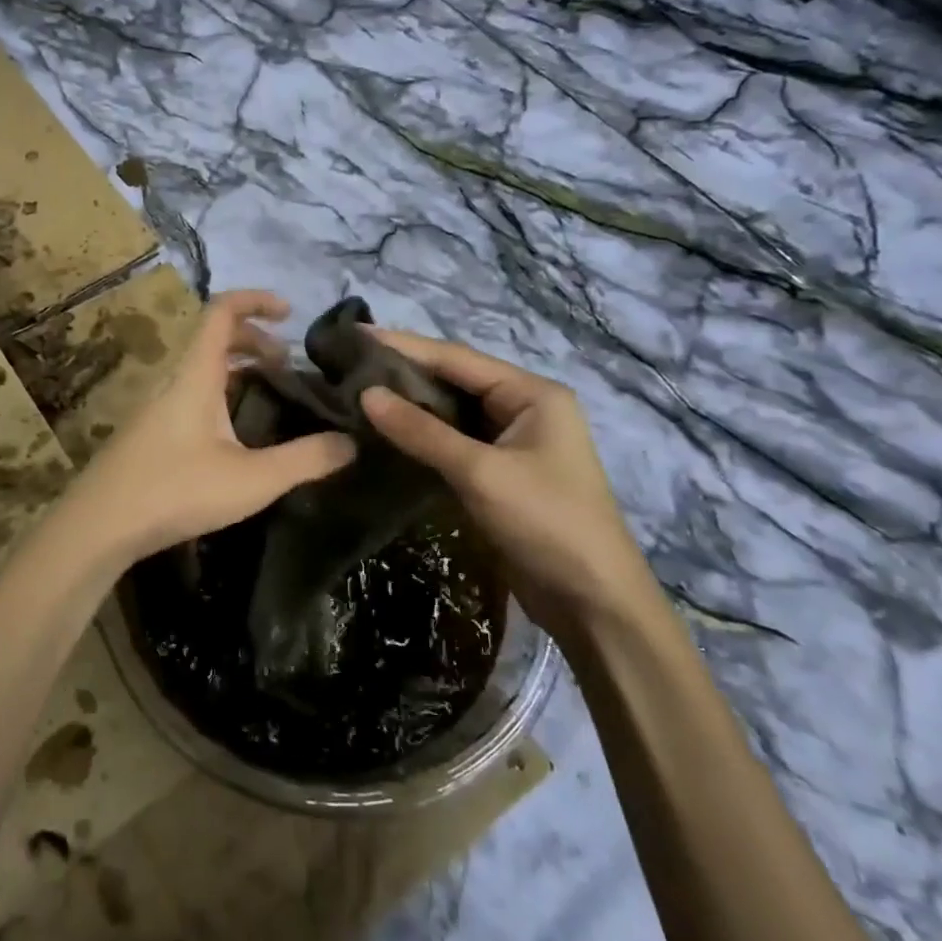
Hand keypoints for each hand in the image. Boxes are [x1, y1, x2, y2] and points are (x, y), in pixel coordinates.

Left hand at [48, 290, 355, 573]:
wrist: (99, 526)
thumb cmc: (176, 491)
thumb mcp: (252, 479)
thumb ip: (306, 460)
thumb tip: (351, 442)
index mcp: (196, 375)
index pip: (222, 311)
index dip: (257, 300)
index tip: (290, 313)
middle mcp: (175, 381)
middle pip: (214, 338)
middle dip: (256, 341)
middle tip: (289, 367)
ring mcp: (158, 407)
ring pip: (203, 370)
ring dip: (239, 370)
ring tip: (272, 397)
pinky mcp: (151, 433)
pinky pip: (192, 394)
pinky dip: (222, 394)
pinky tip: (238, 435)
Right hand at [357, 329, 657, 631]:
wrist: (593, 604)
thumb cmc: (546, 523)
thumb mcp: (481, 473)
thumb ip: (422, 431)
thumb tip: (366, 394)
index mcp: (531, 394)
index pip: (456, 358)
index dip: (404, 346)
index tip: (356, 336)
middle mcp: (522, 408)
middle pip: (453, 380)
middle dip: (403, 373)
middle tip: (348, 366)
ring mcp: (511, 443)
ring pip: (450, 413)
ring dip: (409, 405)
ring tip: (355, 393)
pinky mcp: (498, 474)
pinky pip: (452, 442)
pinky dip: (420, 436)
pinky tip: (385, 433)